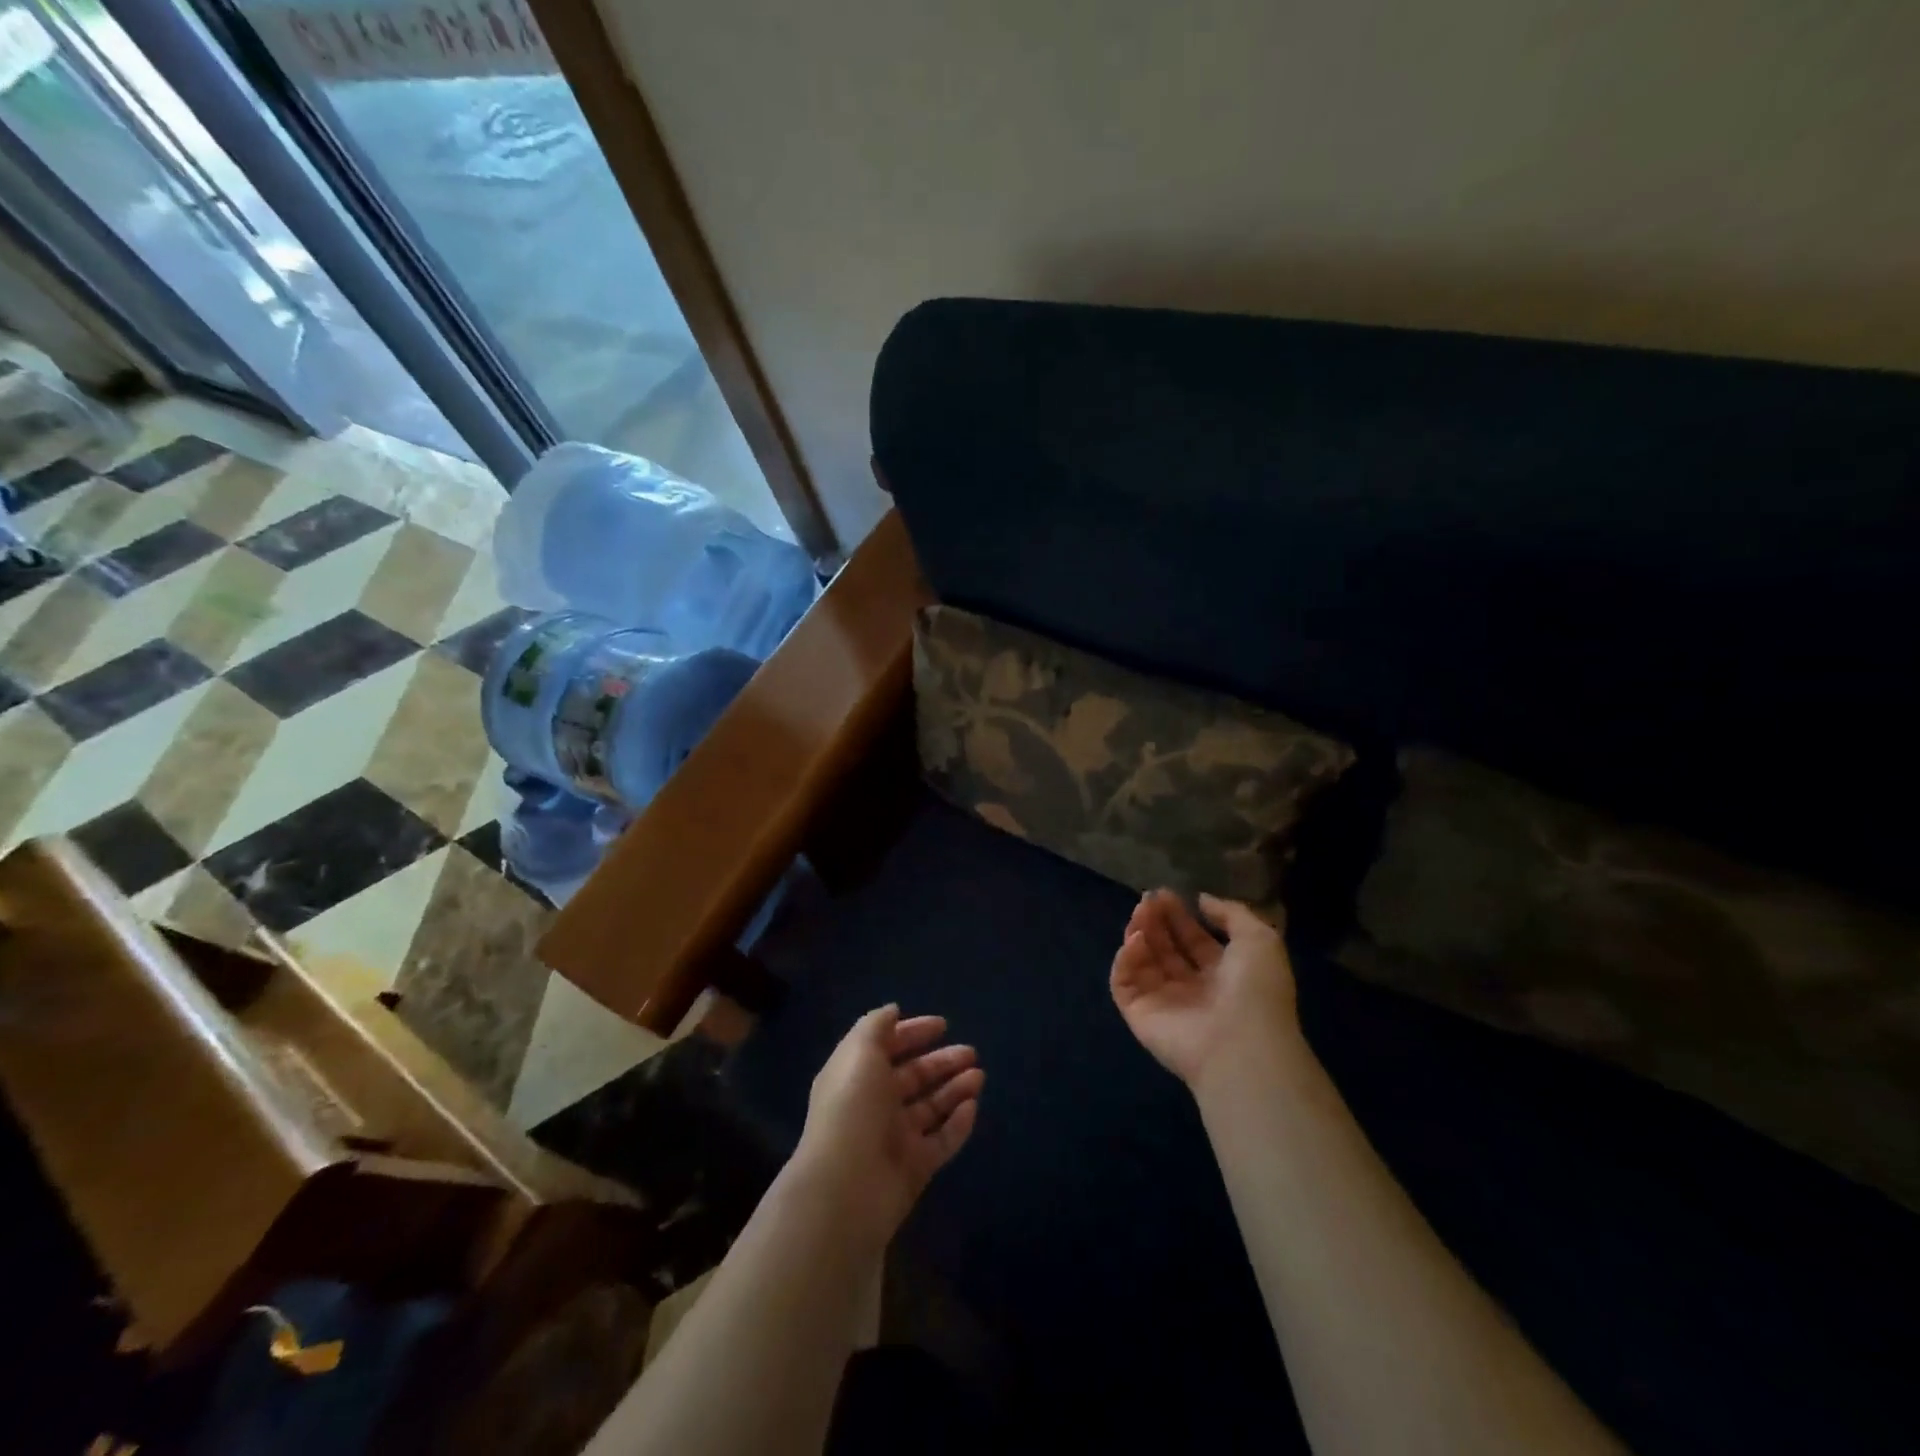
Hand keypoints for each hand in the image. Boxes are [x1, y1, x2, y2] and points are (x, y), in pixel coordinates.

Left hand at [792, 1005, 983, 1244]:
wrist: (846, 1189)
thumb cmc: (853, 1109)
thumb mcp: (859, 1052)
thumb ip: (876, 1026)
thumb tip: (893, 1010)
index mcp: (857, 1075)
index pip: (887, 1046)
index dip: (912, 1032)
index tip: (943, 1024)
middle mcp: (875, 1104)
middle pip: (914, 1077)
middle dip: (942, 1062)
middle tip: (971, 1052)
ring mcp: (895, 1138)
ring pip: (931, 1108)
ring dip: (955, 1089)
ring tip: (979, 1075)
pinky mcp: (915, 1168)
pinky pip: (942, 1141)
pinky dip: (958, 1124)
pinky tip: (973, 1106)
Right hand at [1110, 889, 1301, 1091]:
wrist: (1241, 1045)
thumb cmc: (1256, 991)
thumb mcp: (1260, 939)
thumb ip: (1232, 913)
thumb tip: (1202, 900)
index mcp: (1222, 975)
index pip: (1193, 940)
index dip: (1179, 916)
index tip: (1165, 893)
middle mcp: (1192, 989)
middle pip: (1165, 948)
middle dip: (1156, 921)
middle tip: (1148, 898)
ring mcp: (1163, 1003)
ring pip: (1141, 962)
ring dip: (1138, 933)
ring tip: (1141, 913)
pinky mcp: (1139, 1015)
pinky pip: (1124, 983)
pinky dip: (1125, 959)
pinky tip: (1135, 940)